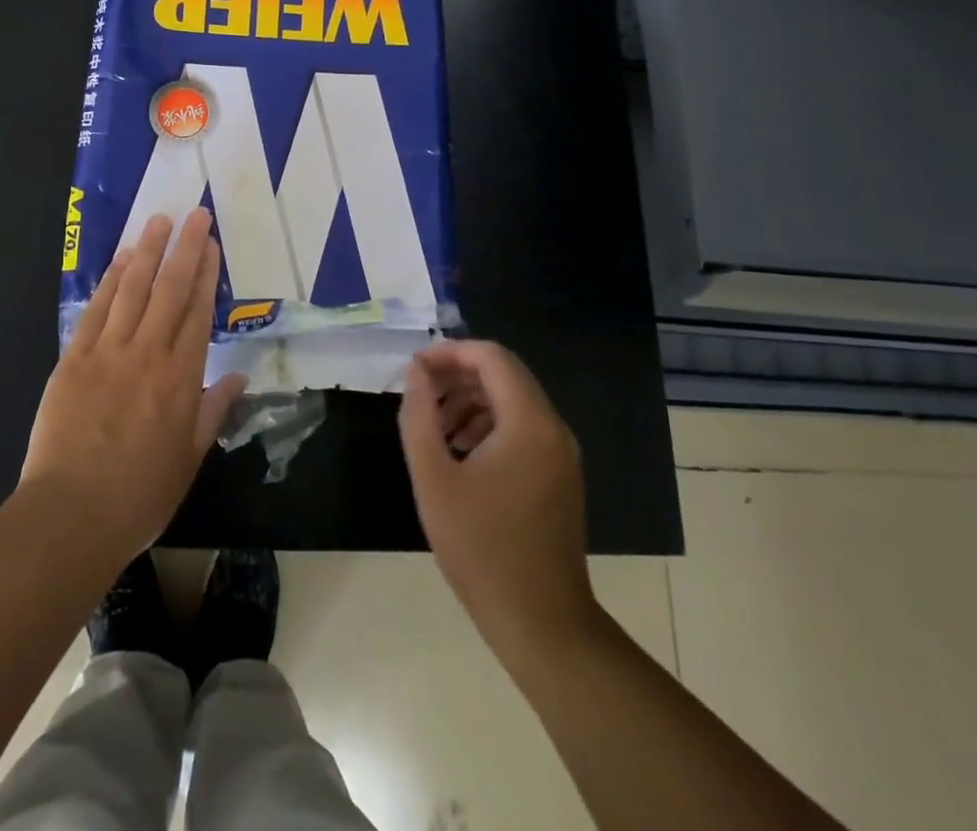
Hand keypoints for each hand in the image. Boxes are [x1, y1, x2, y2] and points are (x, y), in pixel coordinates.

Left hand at [19, 208, 246, 563]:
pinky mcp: (74, 359)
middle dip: (184, 248)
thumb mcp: (189, 458)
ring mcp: (108, 352)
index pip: (198, 312)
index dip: (206, 274)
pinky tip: (120, 260)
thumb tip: (238, 378)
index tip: (211, 244)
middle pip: (170, 289)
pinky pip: (96, 311)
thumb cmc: (139, 494)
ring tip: (158, 221)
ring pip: (132, 290)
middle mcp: (148, 354)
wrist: (71, 514)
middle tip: (195, 214)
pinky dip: (110, 282)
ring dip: (147, 251)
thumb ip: (213, 412)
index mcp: (181, 378)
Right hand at [399, 340, 598, 666]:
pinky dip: (489, 425)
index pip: (491, 357)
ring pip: (513, 402)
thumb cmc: (481, 548)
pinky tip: (459, 453)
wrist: (541, 624)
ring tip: (433, 427)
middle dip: (458, 376)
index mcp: (529, 422)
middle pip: (504, 375)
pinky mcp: (560, 476)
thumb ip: (420, 415)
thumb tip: (416, 371)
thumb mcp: (434, 478)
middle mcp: (553, 428)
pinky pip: (523, 429)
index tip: (415, 369)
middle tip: (419, 395)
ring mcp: (561, 454)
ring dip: (470, 401)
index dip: (450, 352)